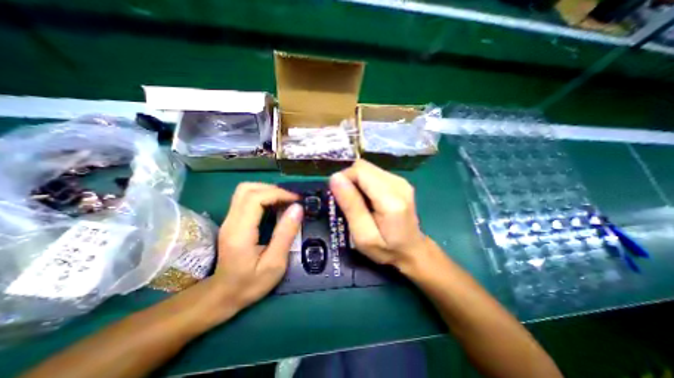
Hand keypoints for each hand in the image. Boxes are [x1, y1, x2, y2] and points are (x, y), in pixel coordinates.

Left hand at [215, 181, 301, 309]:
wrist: (222, 295)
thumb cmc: (250, 283)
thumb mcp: (275, 263)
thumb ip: (286, 234)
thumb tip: (297, 208)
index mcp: (240, 232)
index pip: (255, 198)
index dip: (278, 194)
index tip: (296, 200)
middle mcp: (231, 221)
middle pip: (247, 189)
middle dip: (273, 189)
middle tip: (291, 199)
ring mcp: (229, 220)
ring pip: (245, 190)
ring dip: (267, 190)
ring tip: (284, 201)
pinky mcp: (231, 221)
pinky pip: (245, 198)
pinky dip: (262, 196)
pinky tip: (274, 206)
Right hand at [330, 160, 427, 271]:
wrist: (412, 251)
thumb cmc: (386, 249)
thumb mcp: (363, 235)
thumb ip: (350, 206)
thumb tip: (335, 178)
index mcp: (391, 199)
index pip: (360, 171)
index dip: (344, 180)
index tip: (339, 198)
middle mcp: (398, 183)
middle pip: (363, 167)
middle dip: (350, 180)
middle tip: (348, 202)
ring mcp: (400, 180)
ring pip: (367, 169)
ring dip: (357, 182)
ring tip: (359, 203)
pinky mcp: (399, 181)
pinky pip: (373, 173)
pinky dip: (365, 183)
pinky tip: (368, 199)